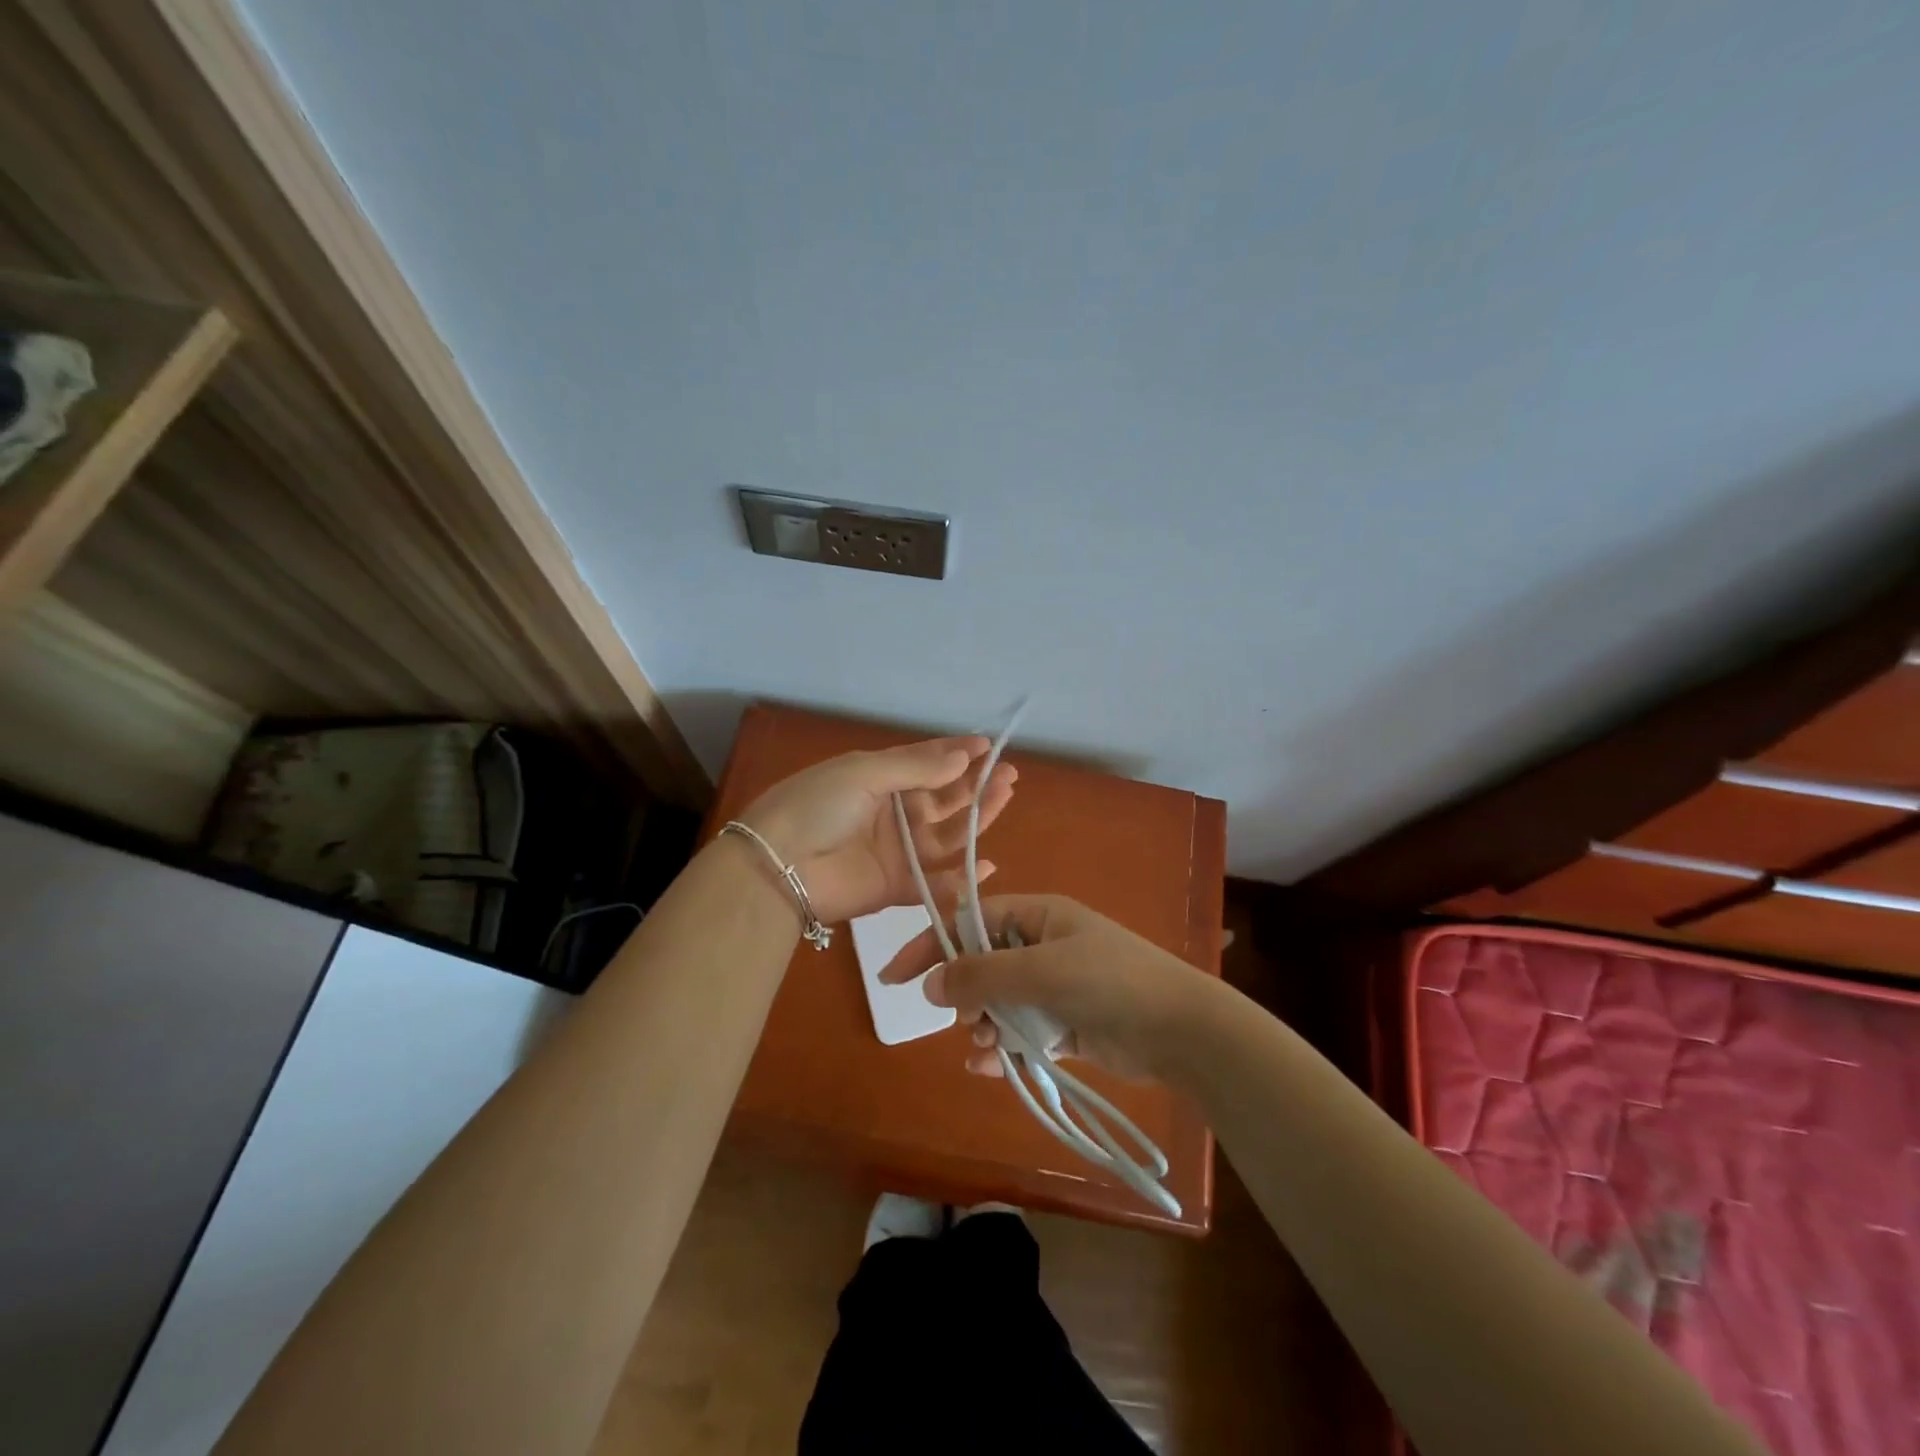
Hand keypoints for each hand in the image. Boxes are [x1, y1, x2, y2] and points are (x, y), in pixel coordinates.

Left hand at [739, 737, 1016, 925]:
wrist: (778, 865)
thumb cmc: (818, 806)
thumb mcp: (863, 773)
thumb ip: (916, 768)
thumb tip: (964, 757)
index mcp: (879, 777)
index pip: (925, 761)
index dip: (956, 752)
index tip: (988, 745)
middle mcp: (892, 811)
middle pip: (943, 797)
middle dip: (975, 784)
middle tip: (1008, 773)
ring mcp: (896, 850)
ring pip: (946, 834)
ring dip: (976, 818)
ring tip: (1005, 797)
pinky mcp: (896, 887)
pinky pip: (935, 882)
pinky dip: (961, 878)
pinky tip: (986, 863)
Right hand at [878, 894, 1217, 1080]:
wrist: (1180, 1030)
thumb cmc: (1110, 982)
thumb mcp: (1042, 971)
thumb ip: (983, 974)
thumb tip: (929, 984)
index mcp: (1039, 916)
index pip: (971, 921)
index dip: (932, 945)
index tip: (896, 977)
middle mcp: (1043, 945)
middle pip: (982, 964)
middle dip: (966, 994)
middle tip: (967, 1019)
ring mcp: (1055, 985)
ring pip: (1000, 1002)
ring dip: (985, 1024)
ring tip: (986, 1046)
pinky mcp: (1066, 1023)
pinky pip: (1021, 1031)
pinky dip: (1005, 1047)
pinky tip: (992, 1067)